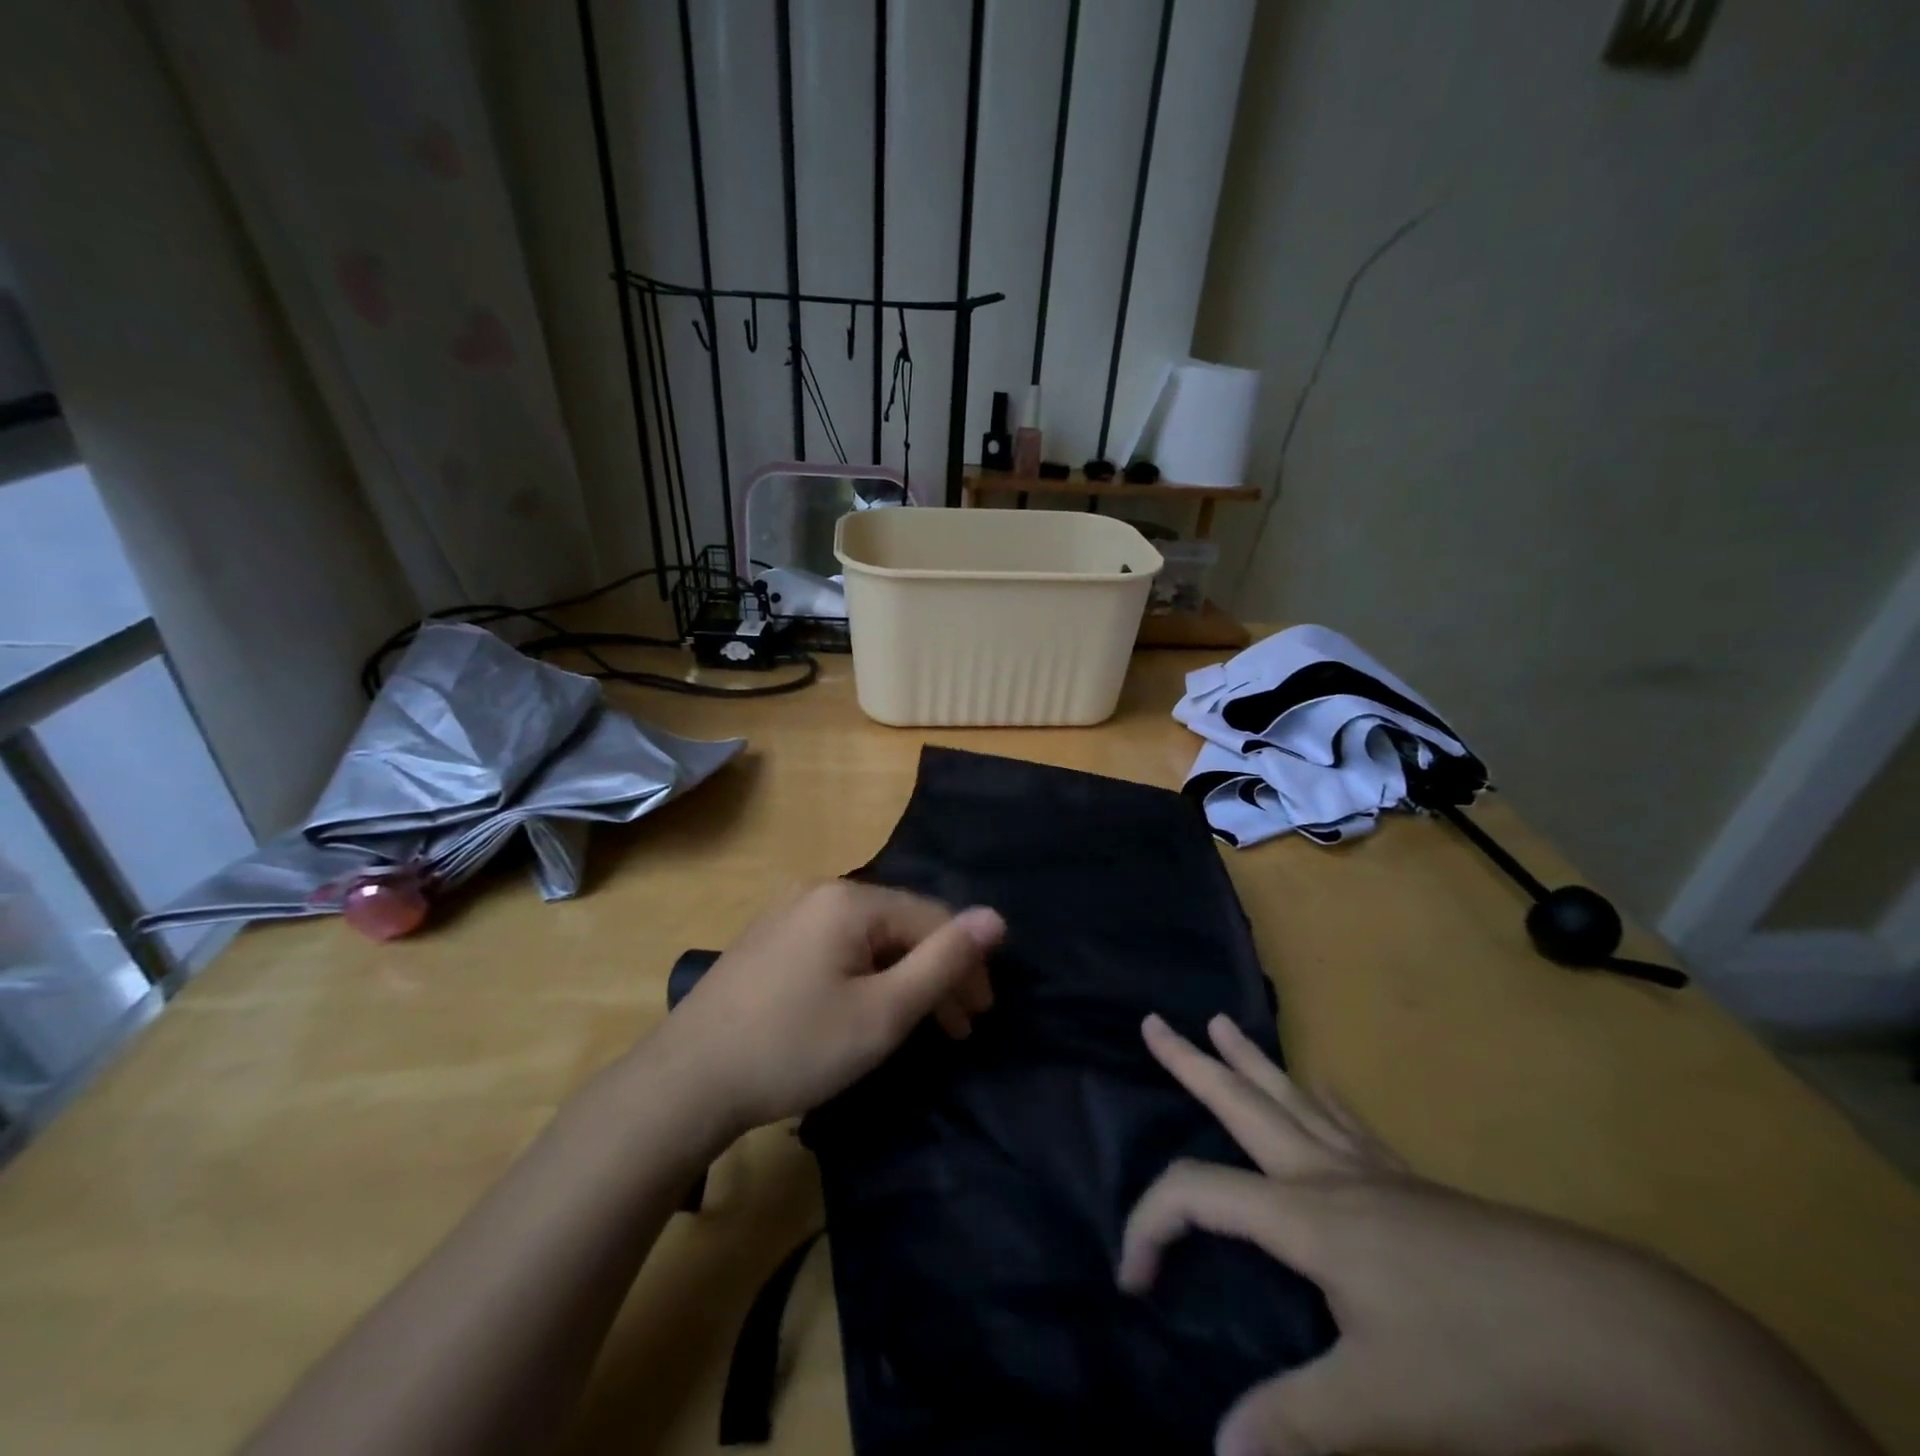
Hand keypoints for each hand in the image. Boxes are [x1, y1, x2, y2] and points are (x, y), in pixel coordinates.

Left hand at [652, 882, 1003, 1137]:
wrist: (686, 1081)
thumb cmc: (794, 1047)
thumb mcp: (883, 1013)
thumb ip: (943, 962)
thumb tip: (996, 916)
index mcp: (851, 900)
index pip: (932, 919)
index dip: (965, 965)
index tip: (978, 1018)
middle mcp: (820, 891)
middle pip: (900, 925)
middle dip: (935, 973)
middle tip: (957, 1028)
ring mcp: (789, 912)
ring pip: (869, 938)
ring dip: (902, 977)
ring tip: (918, 1025)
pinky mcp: (770, 939)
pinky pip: (836, 946)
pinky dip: (864, 976)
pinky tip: (866, 1008)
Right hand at [1122, 1014, 1882, 1455]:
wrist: (1619, 1335)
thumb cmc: (1489, 1362)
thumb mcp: (1385, 1407)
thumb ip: (1295, 1424)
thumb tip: (1216, 1450)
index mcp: (1306, 1216)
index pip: (1198, 1197)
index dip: (1150, 1226)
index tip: (1132, 1280)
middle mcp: (1330, 1177)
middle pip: (1243, 1104)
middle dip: (1192, 1065)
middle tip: (1153, 1022)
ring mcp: (1378, 1176)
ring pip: (1293, 1101)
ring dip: (1251, 1063)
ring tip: (1221, 1023)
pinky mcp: (1418, 1190)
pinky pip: (1351, 1126)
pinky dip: (1323, 1100)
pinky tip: (1324, 1088)